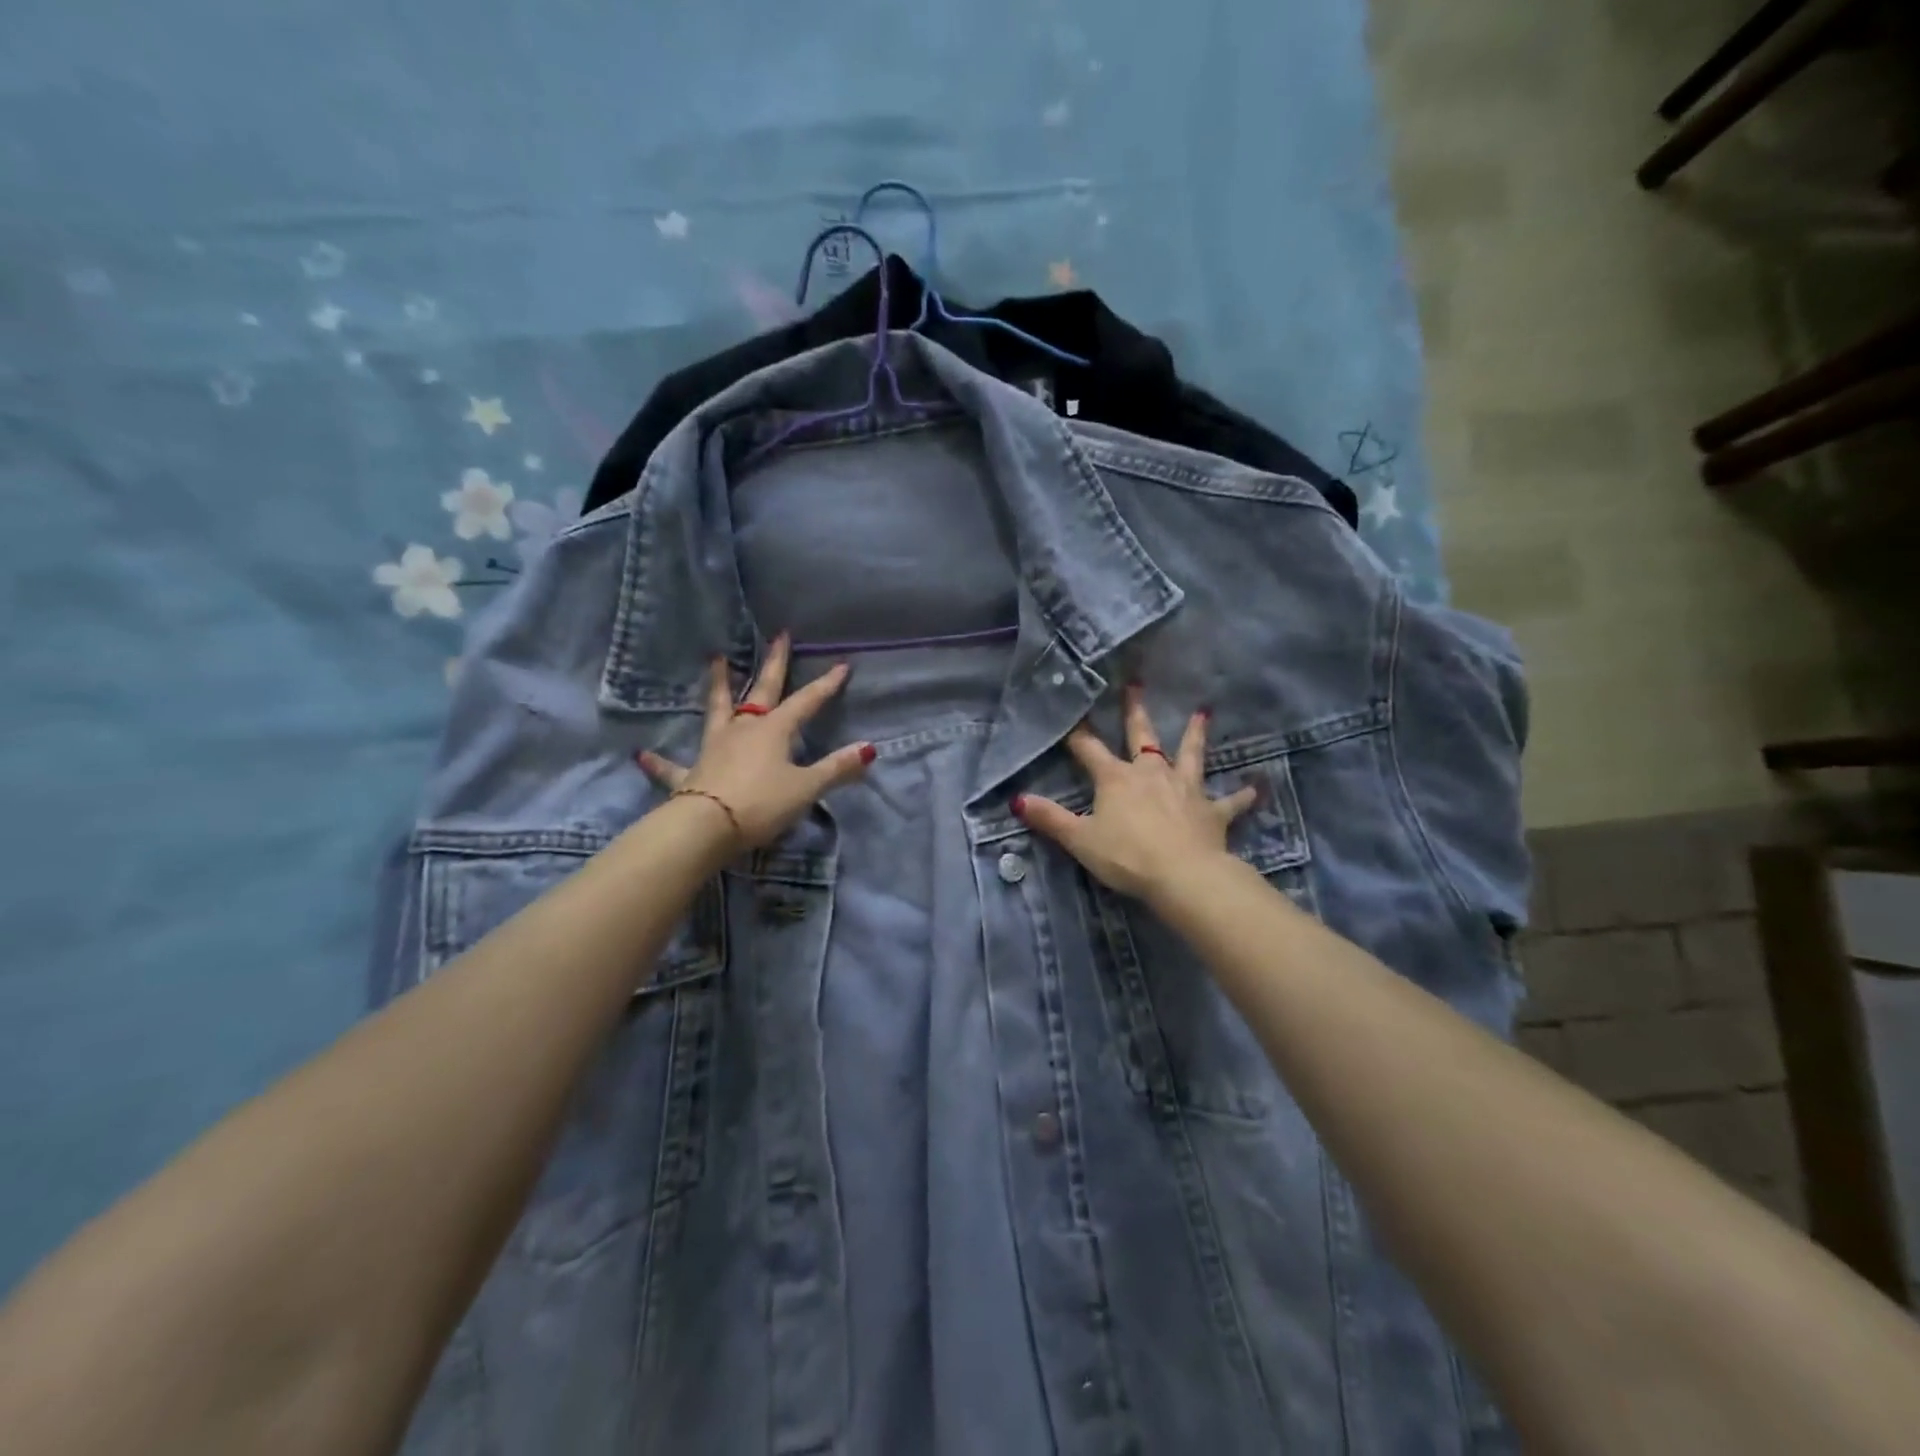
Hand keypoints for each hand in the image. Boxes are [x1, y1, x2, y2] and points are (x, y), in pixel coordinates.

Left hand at [637, 634, 873, 851]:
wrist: (706, 828)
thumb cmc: (761, 804)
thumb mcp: (806, 788)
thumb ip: (837, 769)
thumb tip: (870, 749)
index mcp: (774, 731)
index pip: (806, 703)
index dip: (825, 686)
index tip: (841, 666)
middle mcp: (744, 730)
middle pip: (762, 691)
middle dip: (774, 664)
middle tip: (779, 636)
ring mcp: (714, 748)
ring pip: (718, 710)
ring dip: (719, 686)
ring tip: (717, 660)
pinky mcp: (690, 774)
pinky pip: (672, 766)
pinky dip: (659, 761)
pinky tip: (643, 754)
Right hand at [1015, 684, 1257, 901]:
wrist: (1182, 875)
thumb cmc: (1126, 856)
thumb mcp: (1080, 840)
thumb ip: (1050, 818)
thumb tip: (1017, 800)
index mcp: (1116, 778)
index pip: (1089, 749)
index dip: (1077, 733)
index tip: (1071, 712)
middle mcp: (1151, 774)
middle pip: (1141, 736)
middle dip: (1135, 711)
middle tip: (1136, 684)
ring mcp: (1185, 789)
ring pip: (1190, 755)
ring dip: (1195, 735)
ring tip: (1203, 713)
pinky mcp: (1212, 811)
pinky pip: (1230, 801)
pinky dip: (1243, 794)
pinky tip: (1257, 786)